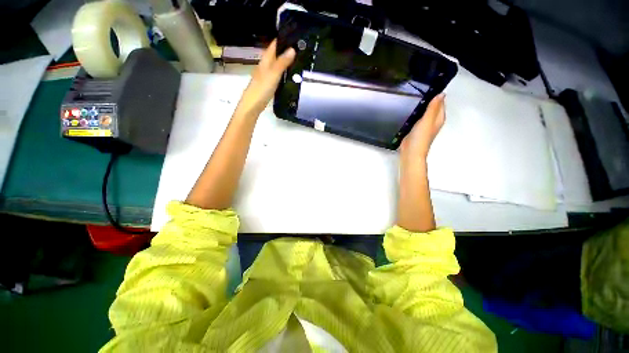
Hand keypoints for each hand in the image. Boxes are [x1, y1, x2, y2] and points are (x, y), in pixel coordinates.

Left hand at [235, 40, 295, 116]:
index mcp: (265, 61)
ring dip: (285, 61)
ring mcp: (266, 76)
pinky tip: (289, 75)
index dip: (282, 39)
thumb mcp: (273, 74)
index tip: (294, 35)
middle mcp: (265, 66)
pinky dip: (283, 72)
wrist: (253, 105)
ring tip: (297, 60)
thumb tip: (292, 49)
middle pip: (275, 55)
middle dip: (285, 50)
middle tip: (299, 48)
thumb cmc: (261, 88)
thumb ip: (282, 62)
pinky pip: (277, 75)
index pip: (274, 46)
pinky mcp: (268, 85)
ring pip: (276, 65)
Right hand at [400, 93, 445, 162]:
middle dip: (426, 98)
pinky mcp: (414, 129)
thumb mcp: (427, 120)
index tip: (426, 84)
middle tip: (417, 88)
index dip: (435, 93)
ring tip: (411, 96)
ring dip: (419, 105)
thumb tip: (441, 93)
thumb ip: (433, 108)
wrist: (411, 152)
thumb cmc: (421, 137)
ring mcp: (423, 125)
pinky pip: (415, 117)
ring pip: (423, 112)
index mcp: (438, 118)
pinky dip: (413, 112)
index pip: (440, 102)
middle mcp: (432, 121)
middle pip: (431, 106)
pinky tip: (407, 109)